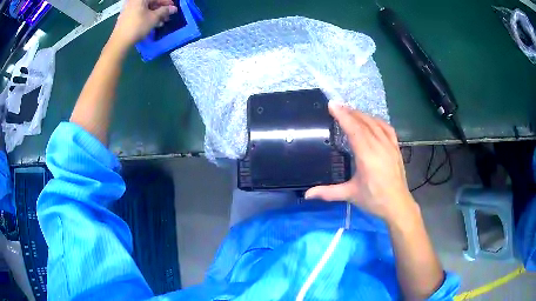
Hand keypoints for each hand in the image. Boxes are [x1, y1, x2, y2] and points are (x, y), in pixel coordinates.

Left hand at [110, 0, 177, 47]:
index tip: (173, 9)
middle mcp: (133, 1)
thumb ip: (165, 11)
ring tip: (161, 23)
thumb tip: (173, 8)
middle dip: (160, 10)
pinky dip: (146, 17)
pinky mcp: (126, 16)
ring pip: (145, 9)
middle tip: (167, 17)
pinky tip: (152, 24)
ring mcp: (128, 9)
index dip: (167, 3)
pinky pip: (139, 13)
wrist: (120, 41)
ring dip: (154, 15)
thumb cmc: (138, 27)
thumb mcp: (154, 18)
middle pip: (151, 3)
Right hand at [305, 103, 417, 221]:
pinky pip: (387, 128)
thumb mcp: (350, 194)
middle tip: (337, 106)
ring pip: (375, 123)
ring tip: (351, 111)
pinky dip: (377, 121)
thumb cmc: (374, 199)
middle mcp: (379, 146)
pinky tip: (372, 120)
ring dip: (362, 115)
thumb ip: (328, 192)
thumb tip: (307, 195)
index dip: (342, 116)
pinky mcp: (396, 148)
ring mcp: (390, 145)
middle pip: (363, 123)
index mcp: (367, 156)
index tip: (332, 105)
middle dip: (349, 112)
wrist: (398, 205)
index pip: (354, 129)